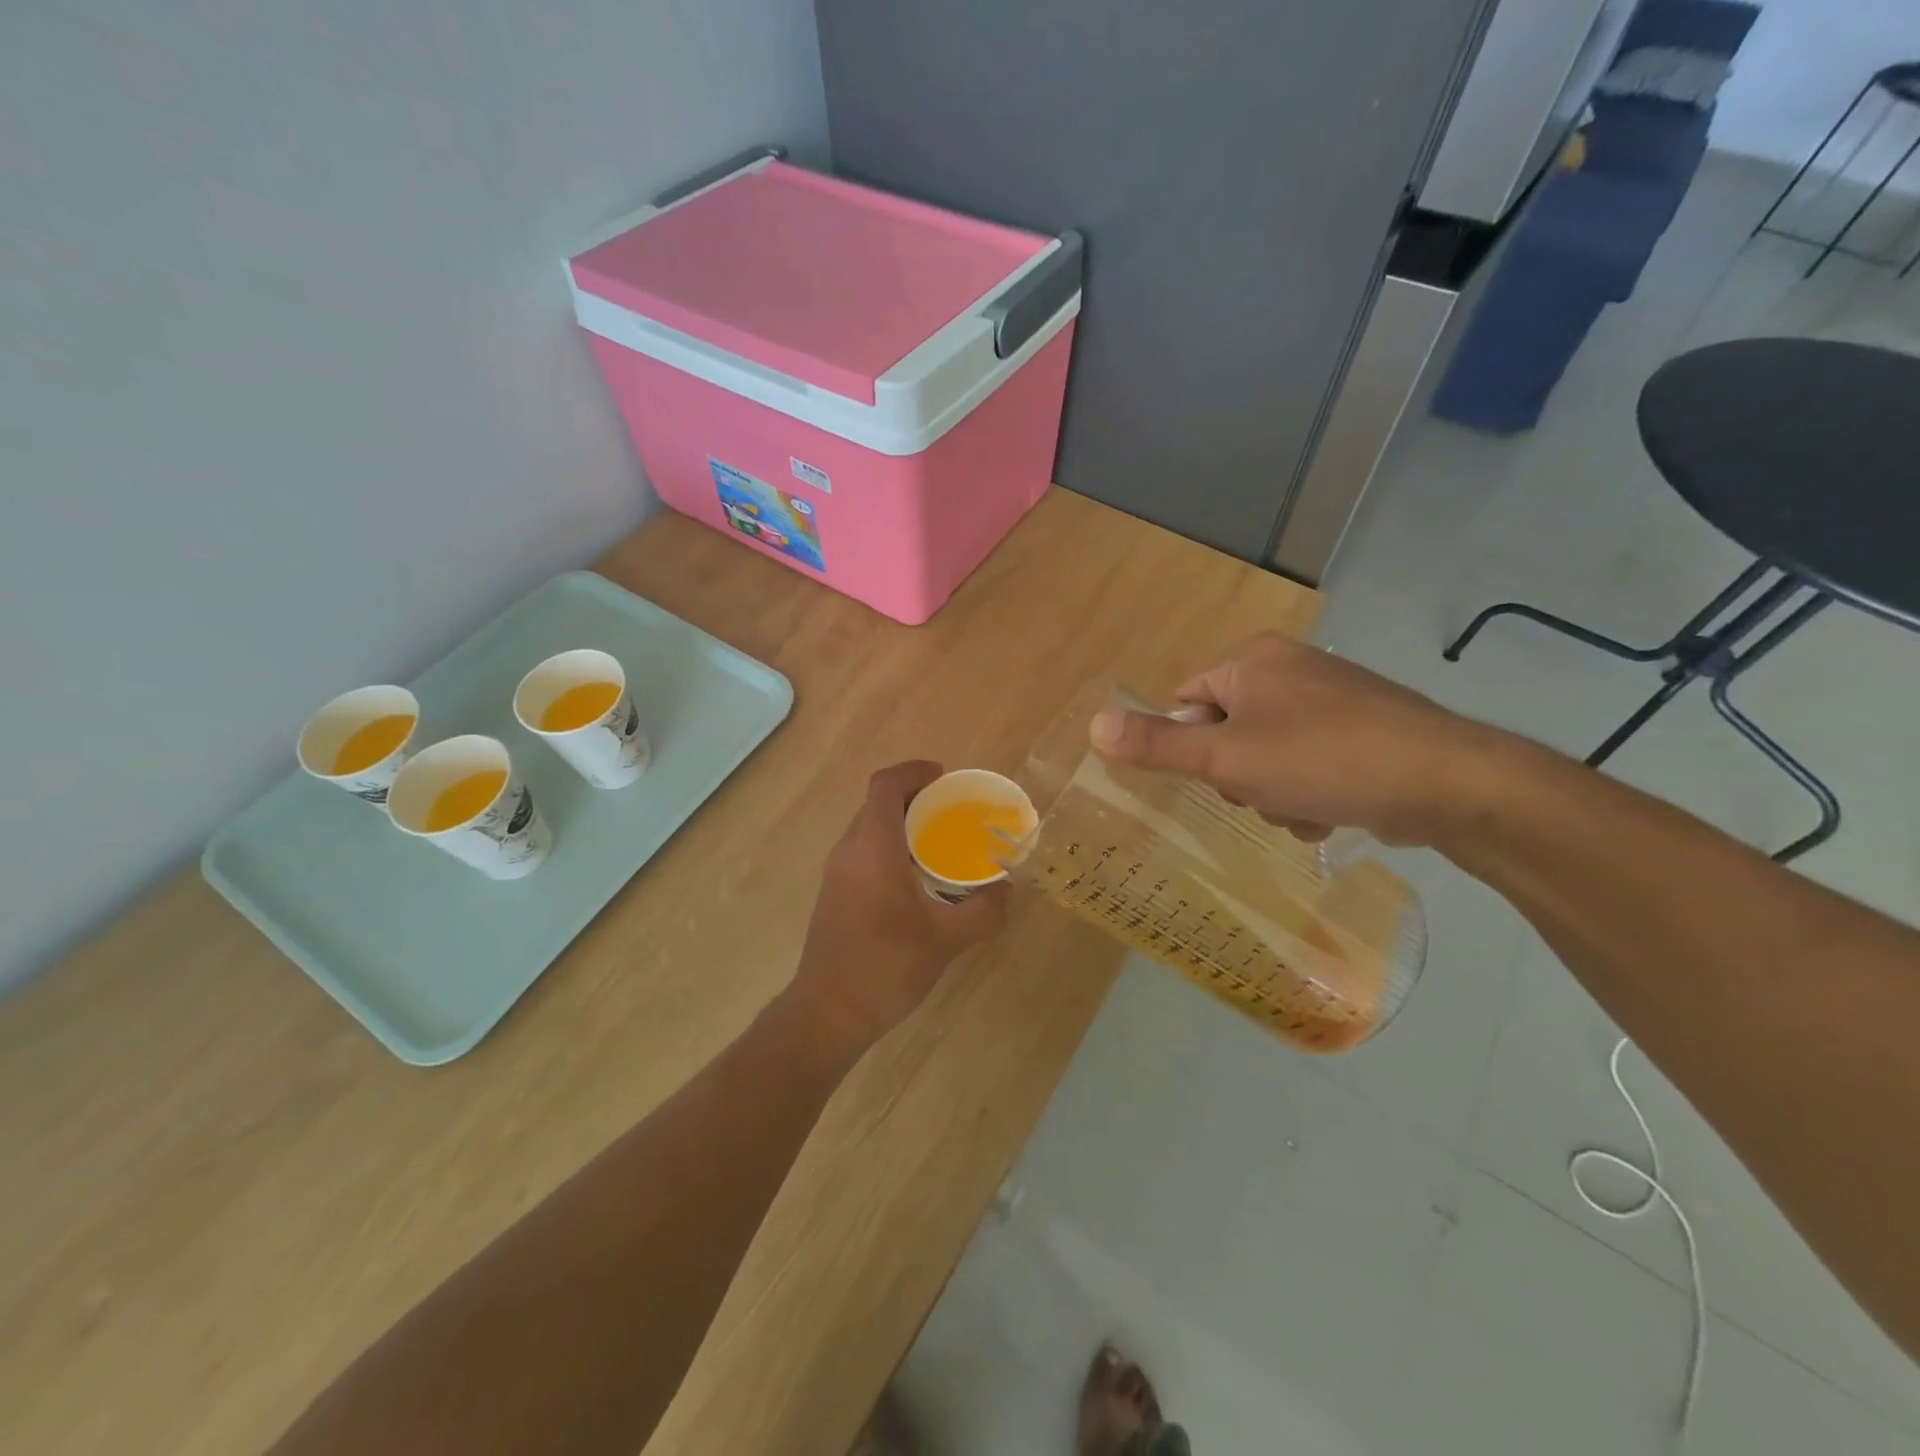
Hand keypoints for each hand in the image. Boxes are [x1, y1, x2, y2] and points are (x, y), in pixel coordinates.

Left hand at [788, 761, 1008, 1054]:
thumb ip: (984, 911)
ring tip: (940, 841)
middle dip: (914, 797)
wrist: (829, 1012)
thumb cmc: (886, 967)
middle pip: (877, 803)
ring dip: (901, 823)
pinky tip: (917, 878)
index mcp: (872, 847)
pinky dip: (890, 846)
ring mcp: (837, 872)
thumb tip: (1006, 890)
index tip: (944, 777)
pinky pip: (864, 851)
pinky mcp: (834, 893)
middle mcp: (849, 850)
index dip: (914, 771)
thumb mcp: (946, 939)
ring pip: (869, 828)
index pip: (886, 785)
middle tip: (952, 810)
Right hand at [1089, 634, 1494, 844]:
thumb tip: (1093, 726)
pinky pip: (1308, 762)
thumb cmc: (1321, 759)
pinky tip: (1333, 807)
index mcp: (1251, 660)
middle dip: (1239, 776)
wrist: (1445, 781)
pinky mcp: (1362, 728)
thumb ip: (1156, 746)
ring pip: (1267, 756)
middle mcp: (1288, 668)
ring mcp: (1330, 698)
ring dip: (1273, 792)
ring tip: (1305, 805)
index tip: (1219, 776)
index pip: (1186, 704)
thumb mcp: (1225, 759)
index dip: (1193, 748)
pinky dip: (1310, 791)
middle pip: (1226, 733)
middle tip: (1263, 791)